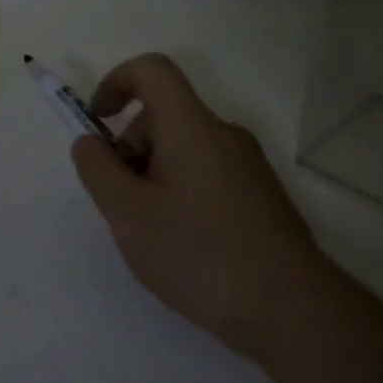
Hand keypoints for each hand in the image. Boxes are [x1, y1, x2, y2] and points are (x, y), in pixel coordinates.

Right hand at [70, 52, 324, 353]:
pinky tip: (184, 244)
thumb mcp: (128, 214)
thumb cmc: (199, 254)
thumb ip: (98, 169)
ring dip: (153, 175)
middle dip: (130, 147)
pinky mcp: (261, 195)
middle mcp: (224, 135)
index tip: (98, 123)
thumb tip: (90, 142)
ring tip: (152, 231)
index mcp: (191, 127)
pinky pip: (206, 173)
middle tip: (122, 202)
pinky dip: (180, 192)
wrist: (292, 312)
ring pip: (184, 148)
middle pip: (164, 116)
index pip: (152, 70)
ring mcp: (248, 166)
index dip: (115, 82)